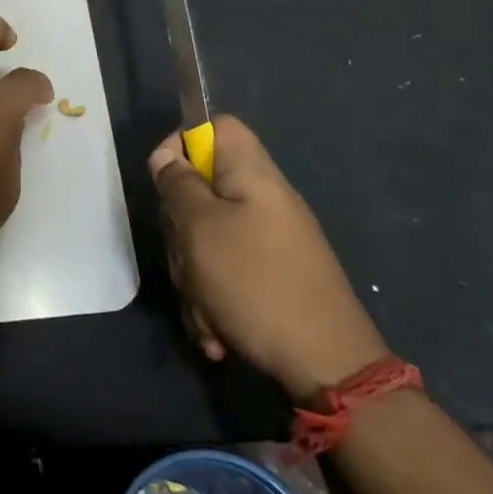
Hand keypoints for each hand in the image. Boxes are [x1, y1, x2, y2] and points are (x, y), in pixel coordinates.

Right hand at [151, 114, 388, 401]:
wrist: (326, 367)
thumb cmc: (256, 283)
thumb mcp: (200, 228)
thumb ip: (178, 185)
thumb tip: (167, 158)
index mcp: (252, 175)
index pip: (215, 126)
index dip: (182, 143)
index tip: (166, 182)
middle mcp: (263, 200)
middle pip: (202, 187)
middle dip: (181, 228)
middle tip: (187, 257)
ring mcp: (269, 240)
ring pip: (207, 237)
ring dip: (193, 275)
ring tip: (205, 309)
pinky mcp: (270, 277)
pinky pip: (224, 272)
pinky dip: (213, 300)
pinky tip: (217, 331)